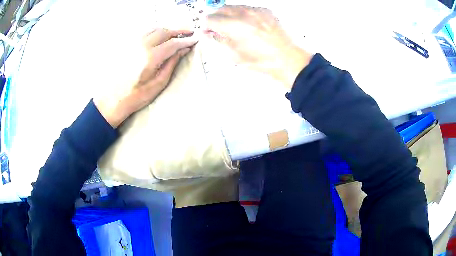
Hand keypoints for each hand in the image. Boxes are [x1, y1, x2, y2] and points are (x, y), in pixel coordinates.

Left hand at [94, 29, 197, 127]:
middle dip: (179, 30)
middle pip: (164, 31)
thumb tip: (183, 50)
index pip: (173, 43)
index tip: (195, 39)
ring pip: (154, 29)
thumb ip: (171, 64)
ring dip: (167, 29)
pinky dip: (155, 31)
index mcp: (151, 57)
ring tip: (176, 33)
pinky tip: (159, 36)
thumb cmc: (136, 96)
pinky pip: (144, 32)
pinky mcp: (127, 45)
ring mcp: (133, 44)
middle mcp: (142, 46)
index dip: (186, 40)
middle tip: (189, 32)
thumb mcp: (158, 83)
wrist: (113, 99)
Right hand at [205, 5, 312, 88]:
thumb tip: (208, 32)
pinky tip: (247, 24)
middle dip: (216, 17)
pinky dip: (242, 14)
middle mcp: (243, 14)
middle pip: (221, 9)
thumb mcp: (234, 55)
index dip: (206, 25)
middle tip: (218, 27)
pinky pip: (248, 8)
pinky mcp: (266, 11)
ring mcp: (256, 10)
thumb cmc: (259, 61)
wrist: (286, 59)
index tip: (208, 31)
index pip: (210, 18)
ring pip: (235, 6)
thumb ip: (219, 40)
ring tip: (233, 26)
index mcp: (234, 26)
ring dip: (229, 14)